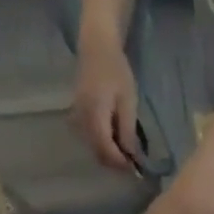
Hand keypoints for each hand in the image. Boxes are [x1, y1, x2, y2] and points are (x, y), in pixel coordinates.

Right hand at [71, 38, 142, 172]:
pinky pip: (90, 138)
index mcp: (94, 116)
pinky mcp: (77, 114)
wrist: (96, 46)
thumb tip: (131, 157)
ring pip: (93, 148)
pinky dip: (103, 144)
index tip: (136, 168)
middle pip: (98, 153)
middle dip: (115, 162)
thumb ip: (127, 131)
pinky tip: (114, 139)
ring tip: (125, 151)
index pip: (106, 151)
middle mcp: (82, 120)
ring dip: (109, 154)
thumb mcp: (128, 102)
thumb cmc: (116, 69)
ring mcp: (77, 118)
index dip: (121, 163)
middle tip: (132, 162)